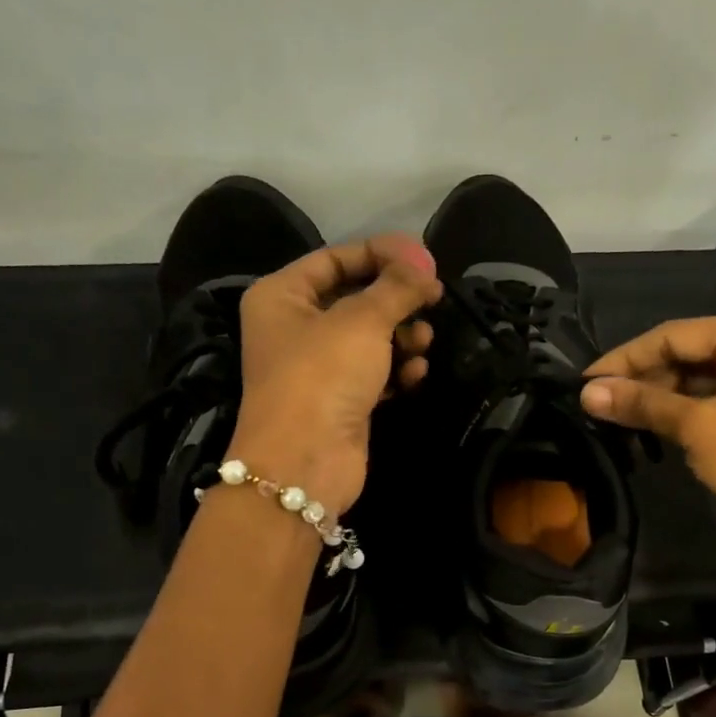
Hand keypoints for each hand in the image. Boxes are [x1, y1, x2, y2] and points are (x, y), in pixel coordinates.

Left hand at [230, 233, 441, 516]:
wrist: (304, 461)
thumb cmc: (323, 375)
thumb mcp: (363, 320)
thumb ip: (397, 287)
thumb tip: (424, 269)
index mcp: (282, 296)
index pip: (336, 258)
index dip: (382, 254)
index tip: (425, 262)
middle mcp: (295, 328)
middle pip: (356, 298)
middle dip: (396, 301)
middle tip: (433, 301)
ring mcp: (318, 368)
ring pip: (369, 338)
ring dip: (402, 337)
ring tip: (423, 343)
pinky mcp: (340, 401)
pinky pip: (374, 373)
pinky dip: (396, 370)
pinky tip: (415, 374)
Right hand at [580, 313, 715, 556]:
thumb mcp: (698, 428)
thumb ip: (643, 404)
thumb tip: (586, 393)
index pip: (675, 334)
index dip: (626, 358)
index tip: (584, 381)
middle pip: (686, 351)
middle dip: (642, 377)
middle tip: (597, 401)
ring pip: (696, 376)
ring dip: (657, 394)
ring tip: (615, 414)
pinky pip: (711, 396)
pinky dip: (679, 408)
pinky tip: (648, 423)